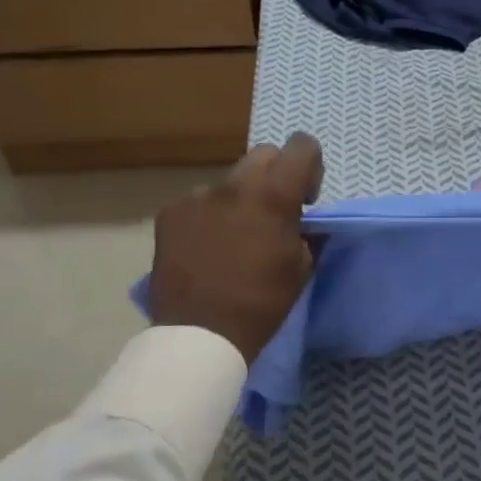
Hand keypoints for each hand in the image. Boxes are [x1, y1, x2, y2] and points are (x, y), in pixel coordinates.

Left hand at [147, 134, 323, 363]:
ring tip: (235, 237)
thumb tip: (302, 220)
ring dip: (241, 198)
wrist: (200, 334)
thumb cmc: (262, 303)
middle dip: (276, 176)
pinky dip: (210, 216)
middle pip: (264, 155)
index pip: (301, 146)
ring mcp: (197, 196)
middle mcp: (234, 185)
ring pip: (229, 181)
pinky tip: (207, 247)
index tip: (305, 199)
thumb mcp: (302, 267)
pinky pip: (200, 202)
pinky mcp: (170, 213)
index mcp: (273, 195)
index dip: (311, 165)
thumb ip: (306, 230)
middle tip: (274, 213)